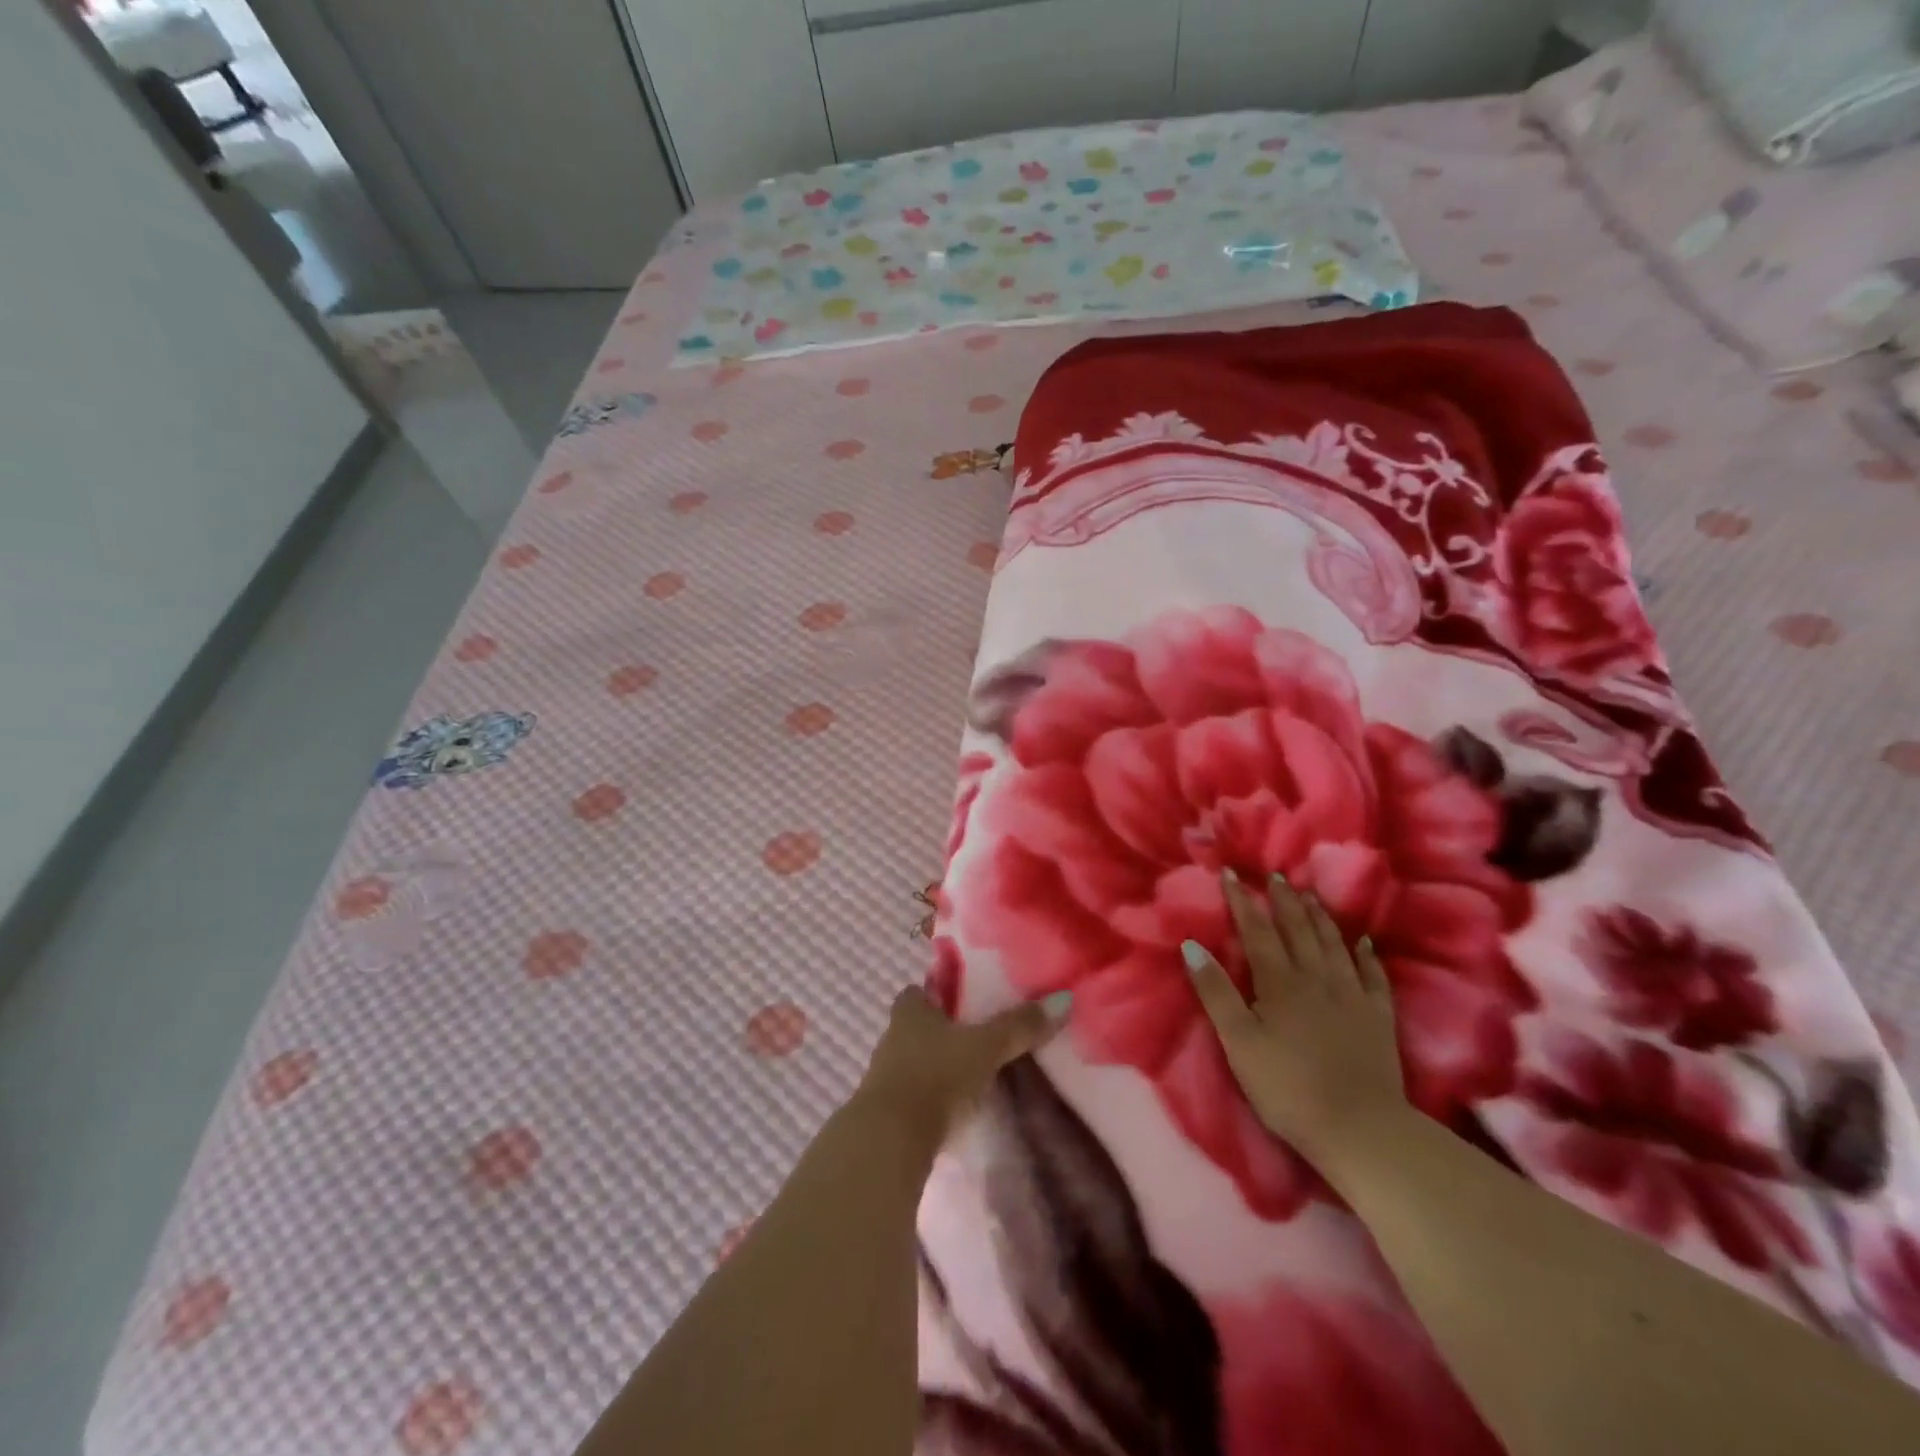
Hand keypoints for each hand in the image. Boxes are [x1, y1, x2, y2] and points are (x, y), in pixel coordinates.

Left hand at [856, 985, 1070, 1148]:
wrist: (892, 1139)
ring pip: (914, 1061)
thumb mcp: (986, 1046)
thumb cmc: (937, 1074)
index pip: (918, 991)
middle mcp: (892, 1037)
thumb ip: (1019, 1026)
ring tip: (970, 1076)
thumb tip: (1062, 999)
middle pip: (916, 1026)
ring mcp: (884, 1076)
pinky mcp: (886, 1112)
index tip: (962, 1001)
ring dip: (936, 1067)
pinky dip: (931, 1098)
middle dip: (941, 1032)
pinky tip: (953, 1109)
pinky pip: (913, 1095)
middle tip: (975, 1039)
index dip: (937, 994)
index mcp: (910, 1011)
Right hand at [1183, 872, 1407, 1166]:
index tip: (1231, 875)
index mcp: (1279, 982)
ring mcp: (1352, 996)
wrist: (1360, 1128)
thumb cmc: (1287, 1087)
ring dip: (1320, 918)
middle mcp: (1317, 978)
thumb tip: (1191, 945)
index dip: (1243, 902)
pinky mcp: (1379, 1018)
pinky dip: (1366, 955)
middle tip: (1276, 876)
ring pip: (1334, 945)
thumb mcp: (1239, 1042)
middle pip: (1299, 930)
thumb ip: (1216, 992)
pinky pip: (1373, 976)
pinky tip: (1363, 943)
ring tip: (1310, 896)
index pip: (1257, 932)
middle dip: (1284, 901)